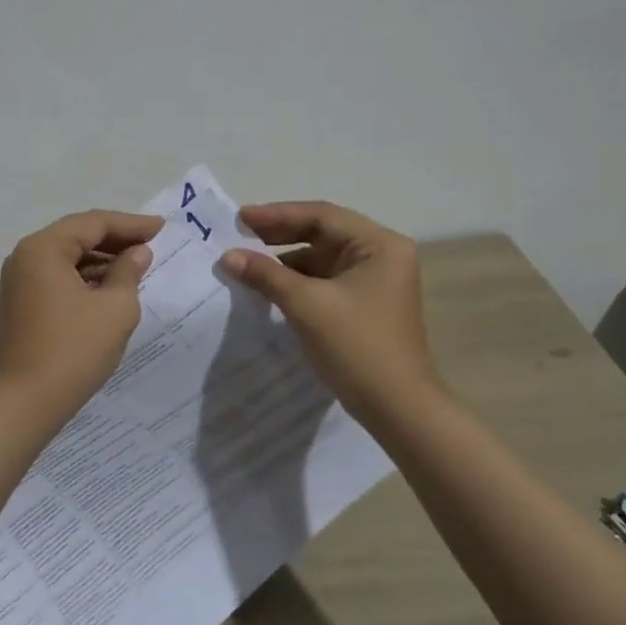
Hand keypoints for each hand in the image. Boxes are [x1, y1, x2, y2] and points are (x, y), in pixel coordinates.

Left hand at [0, 209, 163, 419]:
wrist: (28, 401)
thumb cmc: (75, 349)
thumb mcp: (115, 308)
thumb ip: (129, 272)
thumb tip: (138, 252)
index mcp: (44, 248)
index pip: (93, 223)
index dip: (130, 224)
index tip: (161, 227)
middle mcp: (26, 256)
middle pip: (77, 235)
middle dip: (116, 238)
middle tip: (151, 242)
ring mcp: (20, 279)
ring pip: (68, 256)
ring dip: (101, 258)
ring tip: (137, 264)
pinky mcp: (22, 301)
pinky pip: (58, 275)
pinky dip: (85, 276)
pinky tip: (111, 285)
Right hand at [221, 201, 444, 428]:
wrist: (398, 410)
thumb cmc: (357, 347)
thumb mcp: (306, 305)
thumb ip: (266, 275)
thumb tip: (227, 256)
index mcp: (379, 245)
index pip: (322, 216)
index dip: (277, 215)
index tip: (240, 218)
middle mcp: (382, 255)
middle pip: (324, 233)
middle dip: (281, 235)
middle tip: (239, 235)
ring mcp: (377, 281)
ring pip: (323, 258)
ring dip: (287, 260)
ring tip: (248, 262)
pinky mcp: (367, 304)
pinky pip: (327, 280)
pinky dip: (298, 281)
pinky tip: (270, 287)